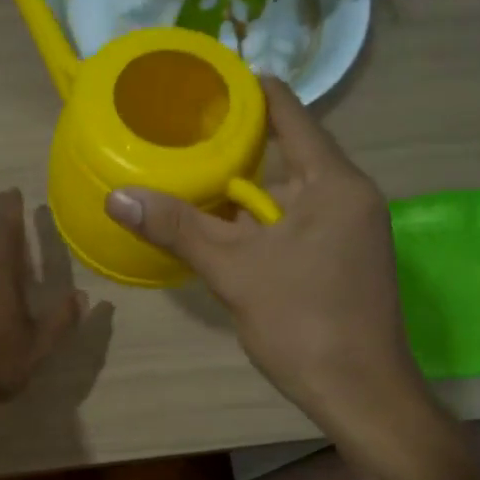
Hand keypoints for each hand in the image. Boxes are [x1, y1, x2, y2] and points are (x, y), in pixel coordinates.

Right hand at [105, 78, 430, 440]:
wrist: (362, 395)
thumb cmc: (304, 323)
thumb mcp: (234, 271)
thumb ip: (177, 228)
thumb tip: (117, 196)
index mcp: (334, 183)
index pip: (290, 114)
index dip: (249, 92)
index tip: (204, 83)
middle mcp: (350, 195)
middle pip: (289, 151)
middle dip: (238, 143)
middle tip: (183, 133)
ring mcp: (352, 228)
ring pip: (291, 191)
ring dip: (247, 187)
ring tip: (192, 173)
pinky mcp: (346, 256)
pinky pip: (299, 219)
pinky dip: (262, 217)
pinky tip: (224, 226)